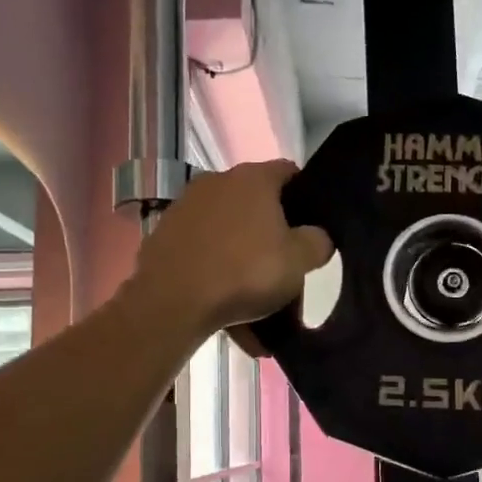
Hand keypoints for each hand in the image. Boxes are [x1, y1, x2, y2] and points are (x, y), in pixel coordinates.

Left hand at [131, 161, 331, 336]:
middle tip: (285, 268)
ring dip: (244, 260)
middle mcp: (217, 182)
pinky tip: (227, 309)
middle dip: (272, 235)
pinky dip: (217, 274)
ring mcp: (186, 207)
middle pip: (256, 205)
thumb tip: (317, 236)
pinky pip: (204, 253)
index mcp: (254, 179)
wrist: (172, 301)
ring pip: (229, 233)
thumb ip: (317, 242)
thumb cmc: (245, 272)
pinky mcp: (164, 235)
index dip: (306, 195)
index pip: (289, 172)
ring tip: (256, 302)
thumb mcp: (299, 261)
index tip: (312, 226)